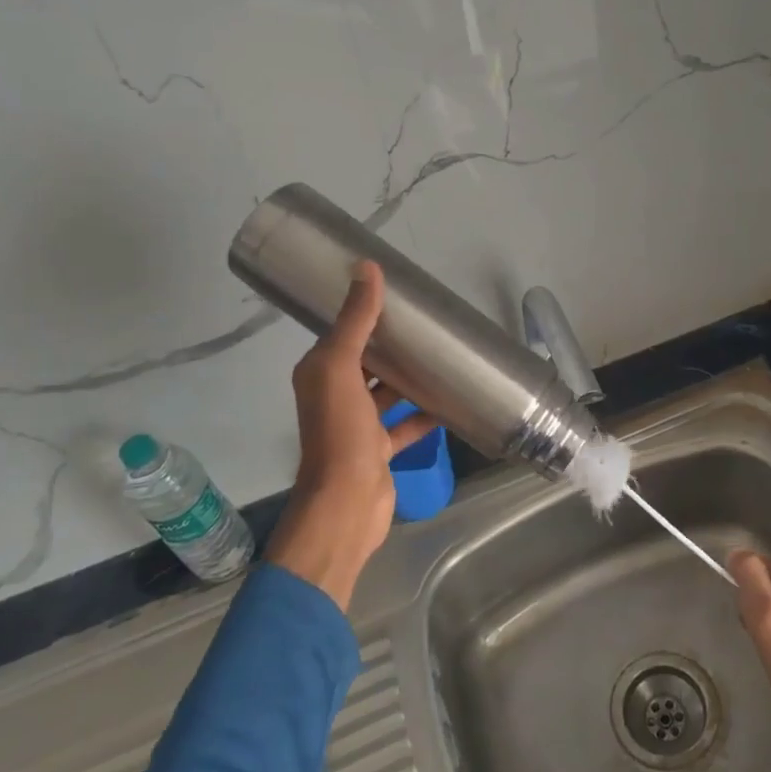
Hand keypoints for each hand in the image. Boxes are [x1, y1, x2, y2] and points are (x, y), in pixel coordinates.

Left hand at [266, 262, 436, 609]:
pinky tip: (450, 400)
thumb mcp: (342, 368)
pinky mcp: (379, 450)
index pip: (343, 334)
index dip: (365, 313)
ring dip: (409, 378)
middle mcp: (334, 396)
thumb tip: (366, 268)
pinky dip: (424, 413)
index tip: (399, 296)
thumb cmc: (340, 432)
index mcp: (320, 373)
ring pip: (387, 392)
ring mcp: (357, 426)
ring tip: (442, 356)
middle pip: (367, 362)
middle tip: (429, 323)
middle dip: (393, 344)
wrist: (347, 503)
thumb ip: (356, 321)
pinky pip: (405, 423)